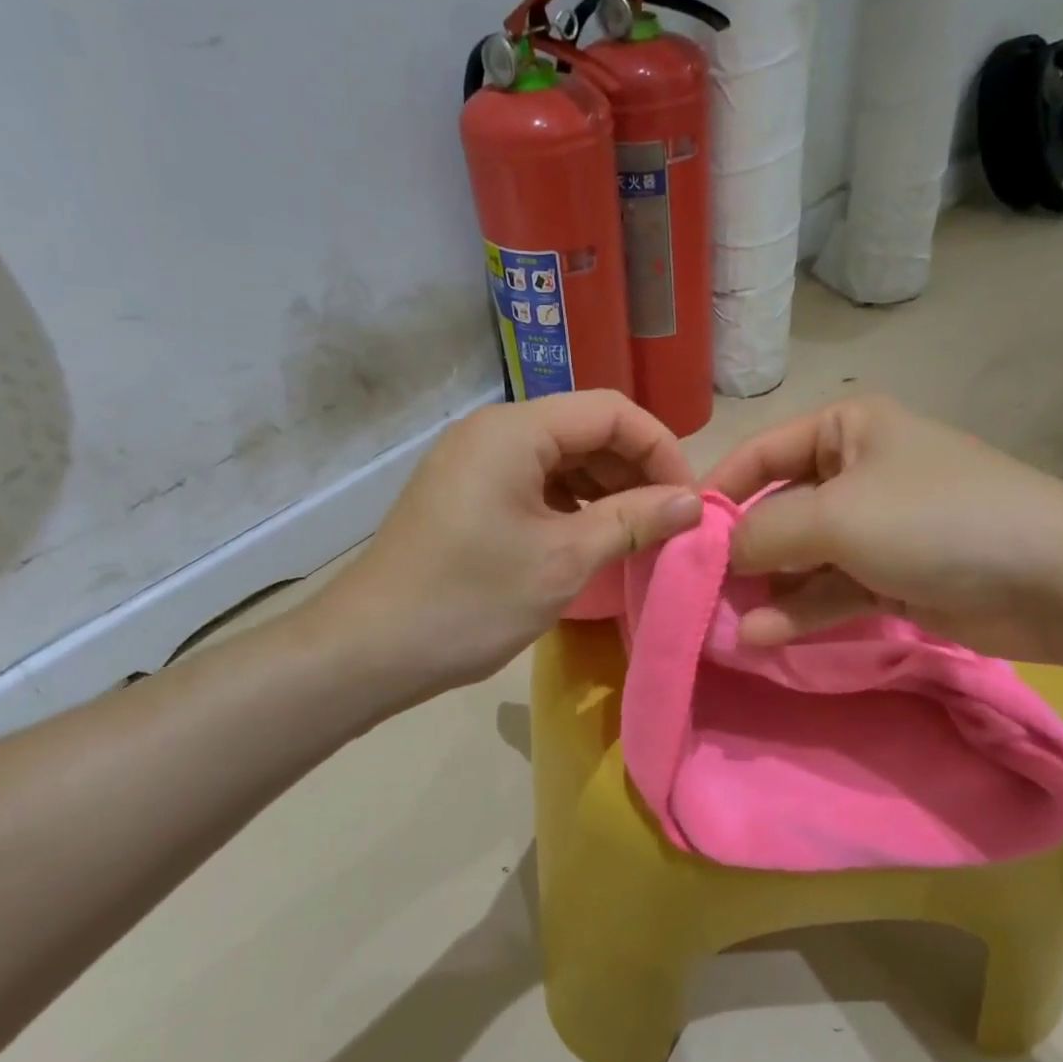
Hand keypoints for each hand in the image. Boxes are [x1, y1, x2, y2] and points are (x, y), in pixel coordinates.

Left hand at [313, 392, 700, 703]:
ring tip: (636, 534)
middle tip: (667, 523)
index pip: (611, 412)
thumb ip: (634, 520)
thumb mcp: (564, 560)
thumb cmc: (471, 600)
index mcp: (516, 430)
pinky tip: (591, 538)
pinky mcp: (467, 491)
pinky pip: (535, 481)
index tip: (688, 500)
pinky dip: (571, 504)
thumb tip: (693, 501)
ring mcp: (476, 460)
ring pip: (562, 457)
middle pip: (586, 430)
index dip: (660, 449)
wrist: (370, 649)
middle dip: (634, 471)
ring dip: (606, 489)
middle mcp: (494, 430)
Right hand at [703, 395, 1062, 661]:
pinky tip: (763, 636)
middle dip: (742, 550)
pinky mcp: (891, 576)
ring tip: (725, 622)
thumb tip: (721, 552)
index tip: (680, 532)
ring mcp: (875, 528)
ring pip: (802, 556)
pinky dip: (800, 610)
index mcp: (846, 428)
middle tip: (698, 588)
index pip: (762, 453)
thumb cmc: (934, 519)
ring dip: (767, 588)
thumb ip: (765, 531)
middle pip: (779, 509)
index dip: (719, 490)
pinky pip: (831, 589)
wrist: (1053, 579)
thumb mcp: (835, 515)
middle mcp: (856, 471)